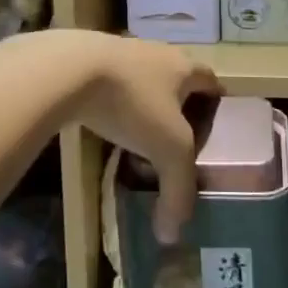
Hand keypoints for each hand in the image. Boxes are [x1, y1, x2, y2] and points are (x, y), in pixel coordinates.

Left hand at [45, 31, 221, 244]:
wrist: (70, 68)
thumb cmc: (133, 102)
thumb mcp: (167, 150)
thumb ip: (178, 191)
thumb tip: (171, 235)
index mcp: (184, 66)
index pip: (211, 80)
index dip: (216, 104)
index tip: (215, 131)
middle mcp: (157, 52)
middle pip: (177, 79)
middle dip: (179, 107)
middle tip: (177, 141)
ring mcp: (122, 52)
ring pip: (143, 80)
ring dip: (145, 105)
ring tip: (140, 138)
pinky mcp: (90, 58)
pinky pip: (113, 83)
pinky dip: (115, 103)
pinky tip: (107, 124)